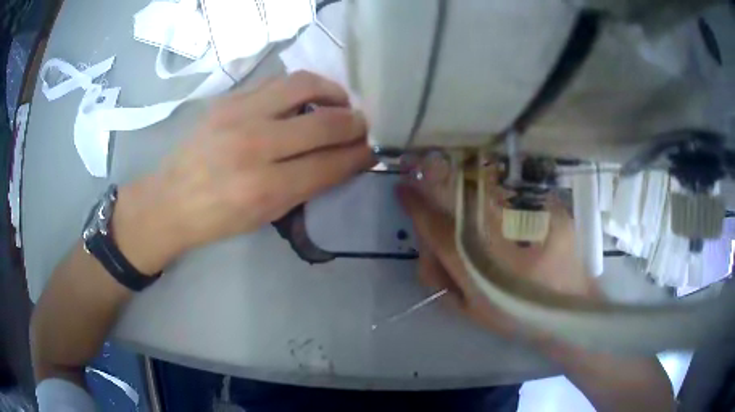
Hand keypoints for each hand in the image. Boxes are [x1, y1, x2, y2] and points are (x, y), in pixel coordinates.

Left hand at [113, 71, 374, 272]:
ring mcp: (238, 115)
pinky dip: (301, 87)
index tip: (372, 150)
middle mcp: (254, 146)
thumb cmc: (216, 218)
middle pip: (324, 122)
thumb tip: (342, 160)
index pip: (330, 163)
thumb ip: (306, 186)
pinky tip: (305, 98)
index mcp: (264, 188)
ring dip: (332, 91)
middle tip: (362, 125)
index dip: (359, 155)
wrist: (168, 200)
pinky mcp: (227, 99)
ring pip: (303, 85)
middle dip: (355, 123)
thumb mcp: (265, 216)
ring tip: (339, 102)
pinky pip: (277, 81)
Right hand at [397, 173, 598, 340]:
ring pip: (484, 185)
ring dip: (463, 176)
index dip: (414, 205)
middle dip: (434, 180)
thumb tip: (425, 245)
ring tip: (455, 174)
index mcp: (474, 264)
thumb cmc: (515, 315)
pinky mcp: (547, 208)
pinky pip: (514, 185)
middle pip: (456, 197)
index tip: (402, 189)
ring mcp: (526, 217)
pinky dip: (496, 181)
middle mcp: (497, 235)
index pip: (434, 227)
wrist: (567, 309)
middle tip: (423, 170)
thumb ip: (439, 277)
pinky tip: (492, 184)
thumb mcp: (468, 307)